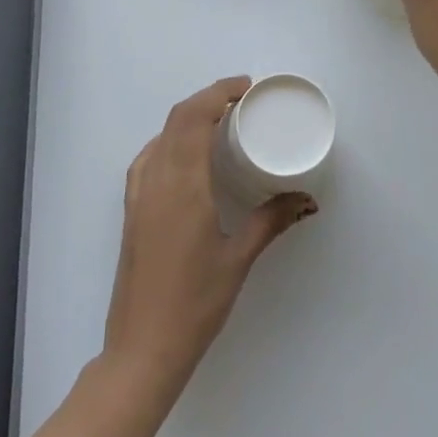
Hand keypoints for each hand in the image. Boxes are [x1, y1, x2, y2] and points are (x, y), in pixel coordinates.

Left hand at [103, 77, 317, 398]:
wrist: (142, 348)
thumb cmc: (195, 304)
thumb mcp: (238, 259)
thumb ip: (271, 221)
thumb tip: (306, 199)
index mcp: (183, 185)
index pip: (193, 118)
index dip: (217, 93)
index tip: (245, 88)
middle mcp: (155, 180)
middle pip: (176, 119)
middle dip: (206, 99)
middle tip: (240, 101)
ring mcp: (138, 195)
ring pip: (160, 136)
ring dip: (186, 118)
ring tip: (218, 122)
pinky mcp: (132, 210)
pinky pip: (148, 157)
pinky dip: (169, 140)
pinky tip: (186, 156)